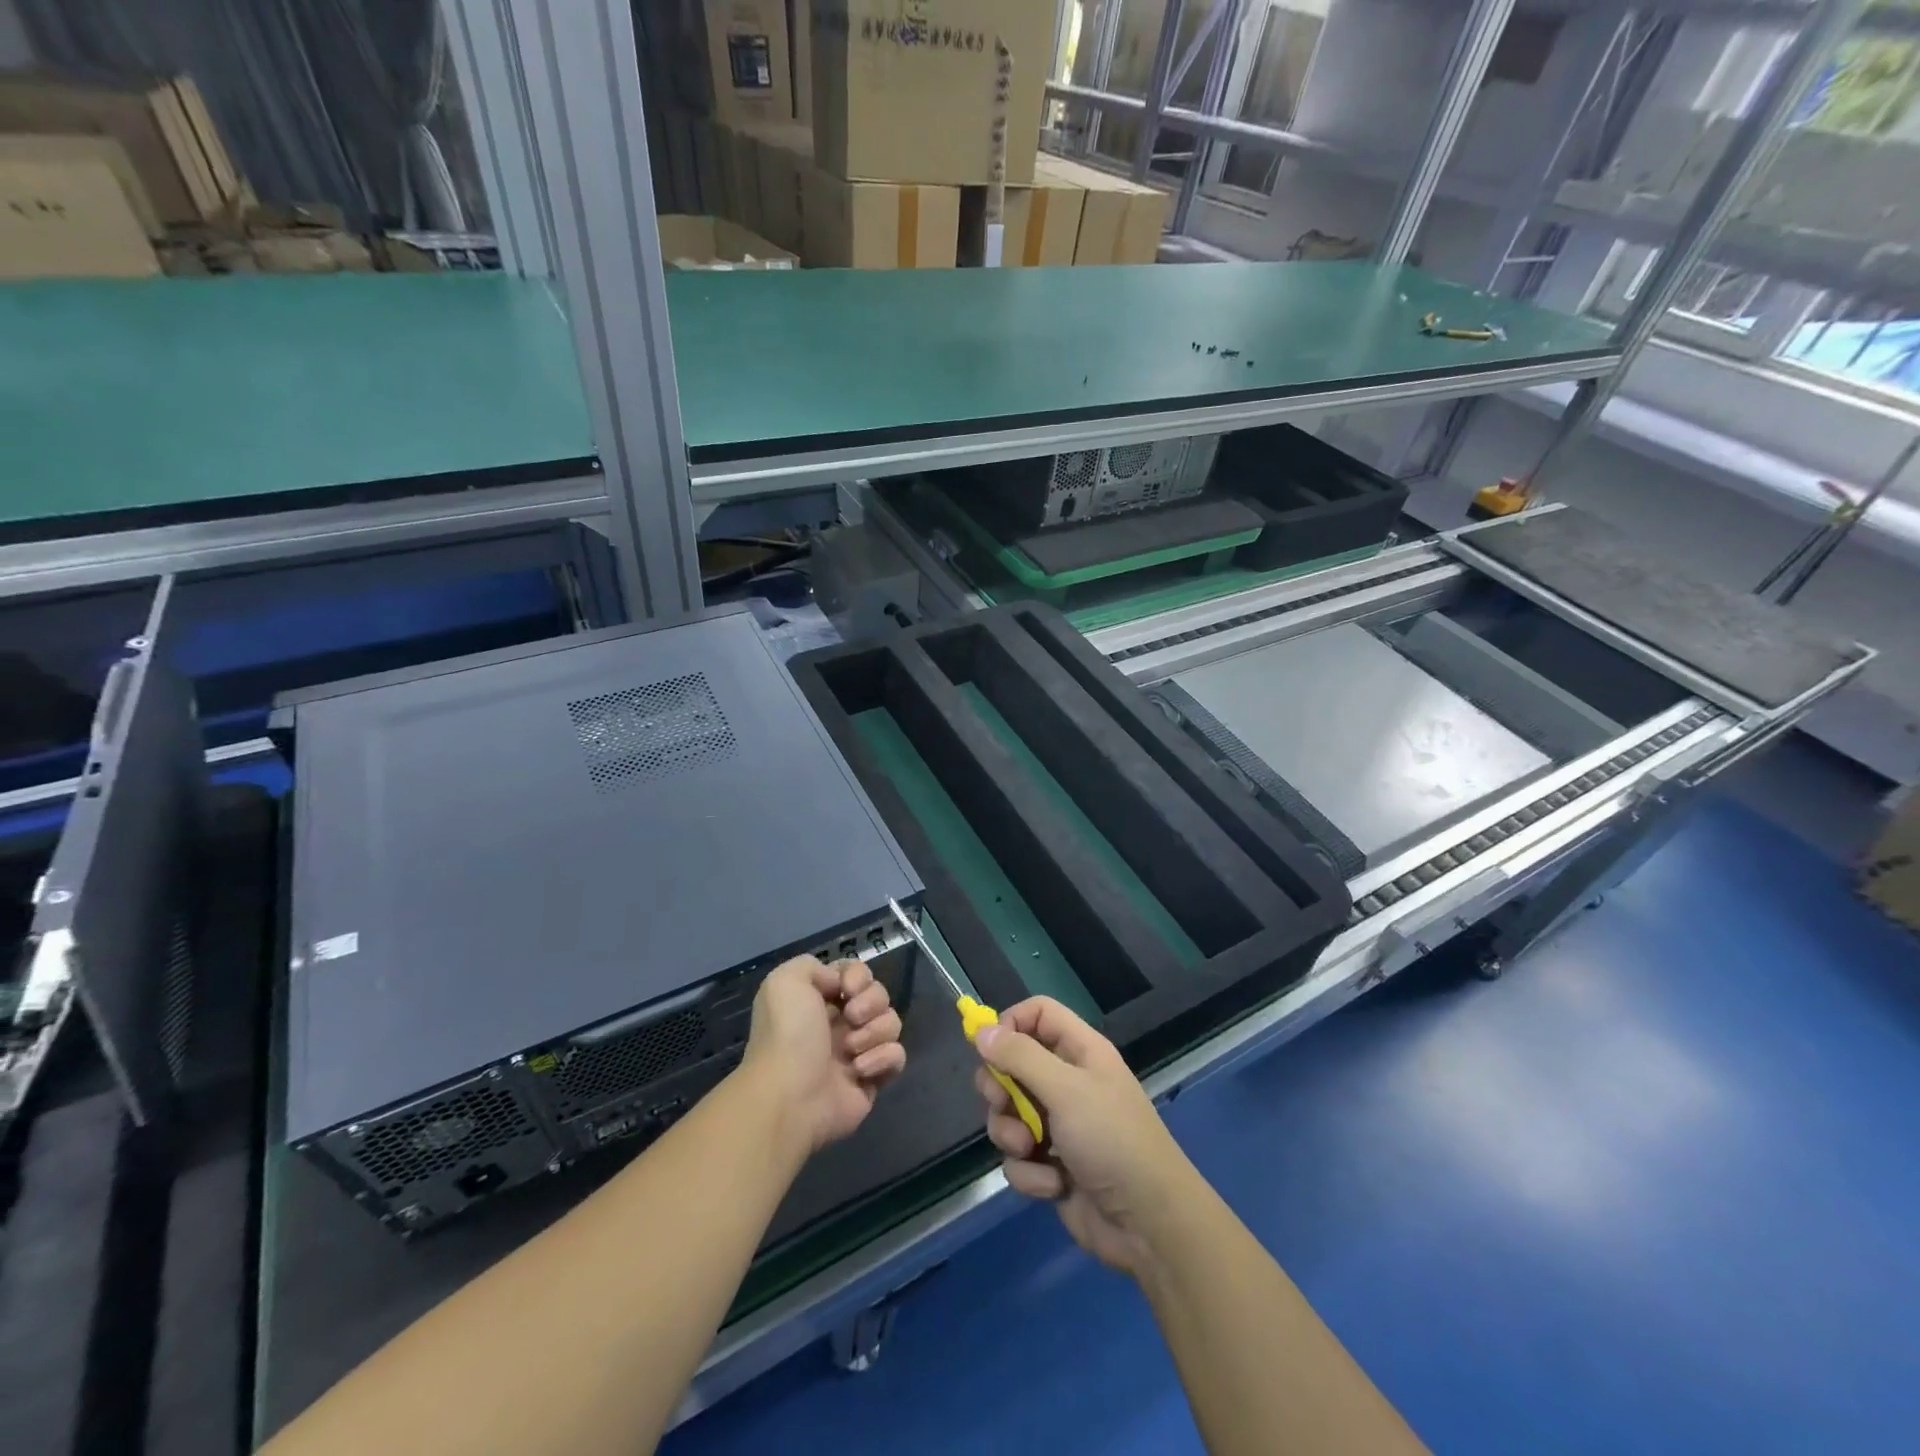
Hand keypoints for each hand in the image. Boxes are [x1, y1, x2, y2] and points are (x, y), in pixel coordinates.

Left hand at [742, 955, 905, 1152]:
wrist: (790, 1096)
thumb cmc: (788, 1035)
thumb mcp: (784, 981)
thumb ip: (812, 965)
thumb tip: (840, 984)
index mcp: (820, 998)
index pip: (857, 973)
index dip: (859, 976)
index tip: (848, 989)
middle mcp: (840, 1022)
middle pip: (879, 995)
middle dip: (871, 1003)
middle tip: (851, 1018)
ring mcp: (858, 1051)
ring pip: (891, 1023)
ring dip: (874, 1032)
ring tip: (851, 1051)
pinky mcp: (873, 1079)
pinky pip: (897, 1056)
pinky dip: (883, 1059)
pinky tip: (860, 1071)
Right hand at [974, 997, 1197, 1277]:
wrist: (1148, 1225)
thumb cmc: (1112, 1140)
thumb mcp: (1066, 1090)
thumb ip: (1020, 1057)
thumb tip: (981, 1030)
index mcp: (1079, 1051)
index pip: (1037, 1013)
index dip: (1010, 1024)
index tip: (988, 1050)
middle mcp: (1067, 1081)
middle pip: (1013, 1064)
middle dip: (1000, 1088)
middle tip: (1002, 1103)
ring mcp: (1058, 1125)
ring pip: (1008, 1114)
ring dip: (1011, 1134)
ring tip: (1030, 1150)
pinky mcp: (1051, 1165)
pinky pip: (1018, 1157)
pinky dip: (1029, 1172)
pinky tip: (1053, 1184)